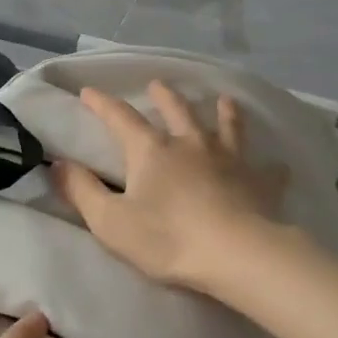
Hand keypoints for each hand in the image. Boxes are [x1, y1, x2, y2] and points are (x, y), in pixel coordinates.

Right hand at [54, 82, 285, 291]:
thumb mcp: (110, 221)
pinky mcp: (258, 182)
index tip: (89, 91)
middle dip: (165, 96)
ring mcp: (229, 160)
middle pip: (178, 111)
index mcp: (152, 150)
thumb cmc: (167, 238)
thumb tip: (58, 164)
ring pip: (226, 127)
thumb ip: (82, 191)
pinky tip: (278, 165)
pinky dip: (270, 166)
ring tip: (225, 100)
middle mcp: (191, 144)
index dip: (102, 104)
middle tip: (160, 84)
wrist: (235, 254)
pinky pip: (267, 170)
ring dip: (224, 112)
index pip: (121, 118)